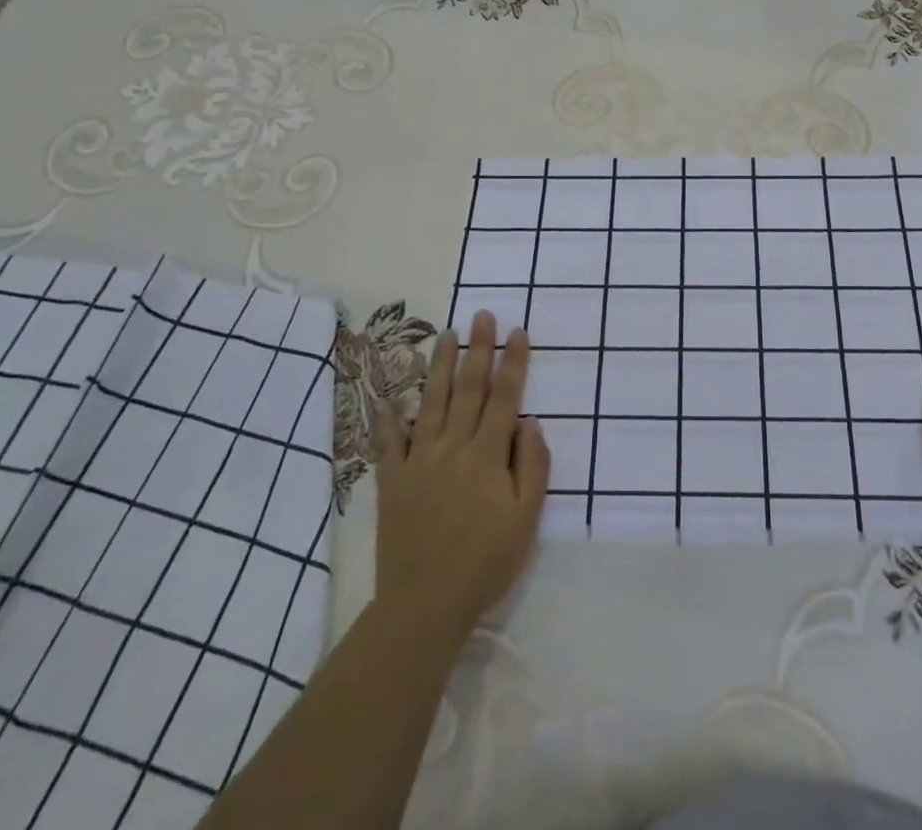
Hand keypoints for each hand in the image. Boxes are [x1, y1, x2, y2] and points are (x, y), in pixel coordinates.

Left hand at [374, 311, 549, 646]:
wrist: (425, 605)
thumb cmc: (485, 563)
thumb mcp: (526, 519)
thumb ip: (533, 466)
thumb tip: (530, 422)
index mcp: (487, 455)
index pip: (504, 396)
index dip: (512, 362)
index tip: (517, 331)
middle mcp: (453, 447)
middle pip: (469, 388)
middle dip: (478, 349)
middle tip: (482, 315)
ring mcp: (419, 460)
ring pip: (432, 402)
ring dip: (441, 366)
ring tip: (447, 334)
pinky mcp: (392, 480)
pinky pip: (388, 442)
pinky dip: (388, 417)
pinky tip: (389, 396)